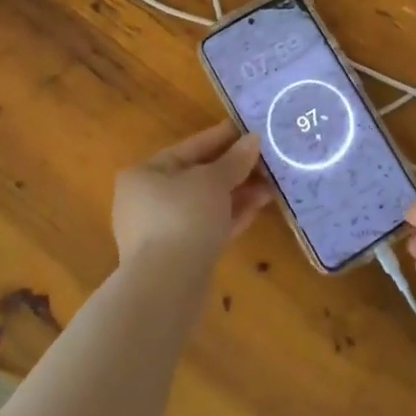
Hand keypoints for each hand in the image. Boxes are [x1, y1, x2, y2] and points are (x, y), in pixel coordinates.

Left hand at [112, 121, 273, 271]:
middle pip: (198, 176)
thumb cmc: (184, 216)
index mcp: (145, 173)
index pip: (190, 147)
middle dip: (234, 169)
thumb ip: (235, 159)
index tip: (249, 130)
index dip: (222, 137)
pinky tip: (258, 208)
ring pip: (205, 204)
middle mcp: (147, 200)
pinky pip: (207, 227)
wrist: (168, 286)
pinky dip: (230, 216)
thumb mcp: (213, 180)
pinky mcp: (177, 256)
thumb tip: (254, 139)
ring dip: (237, 193)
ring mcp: (161, 231)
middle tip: (266, 159)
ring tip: (271, 185)